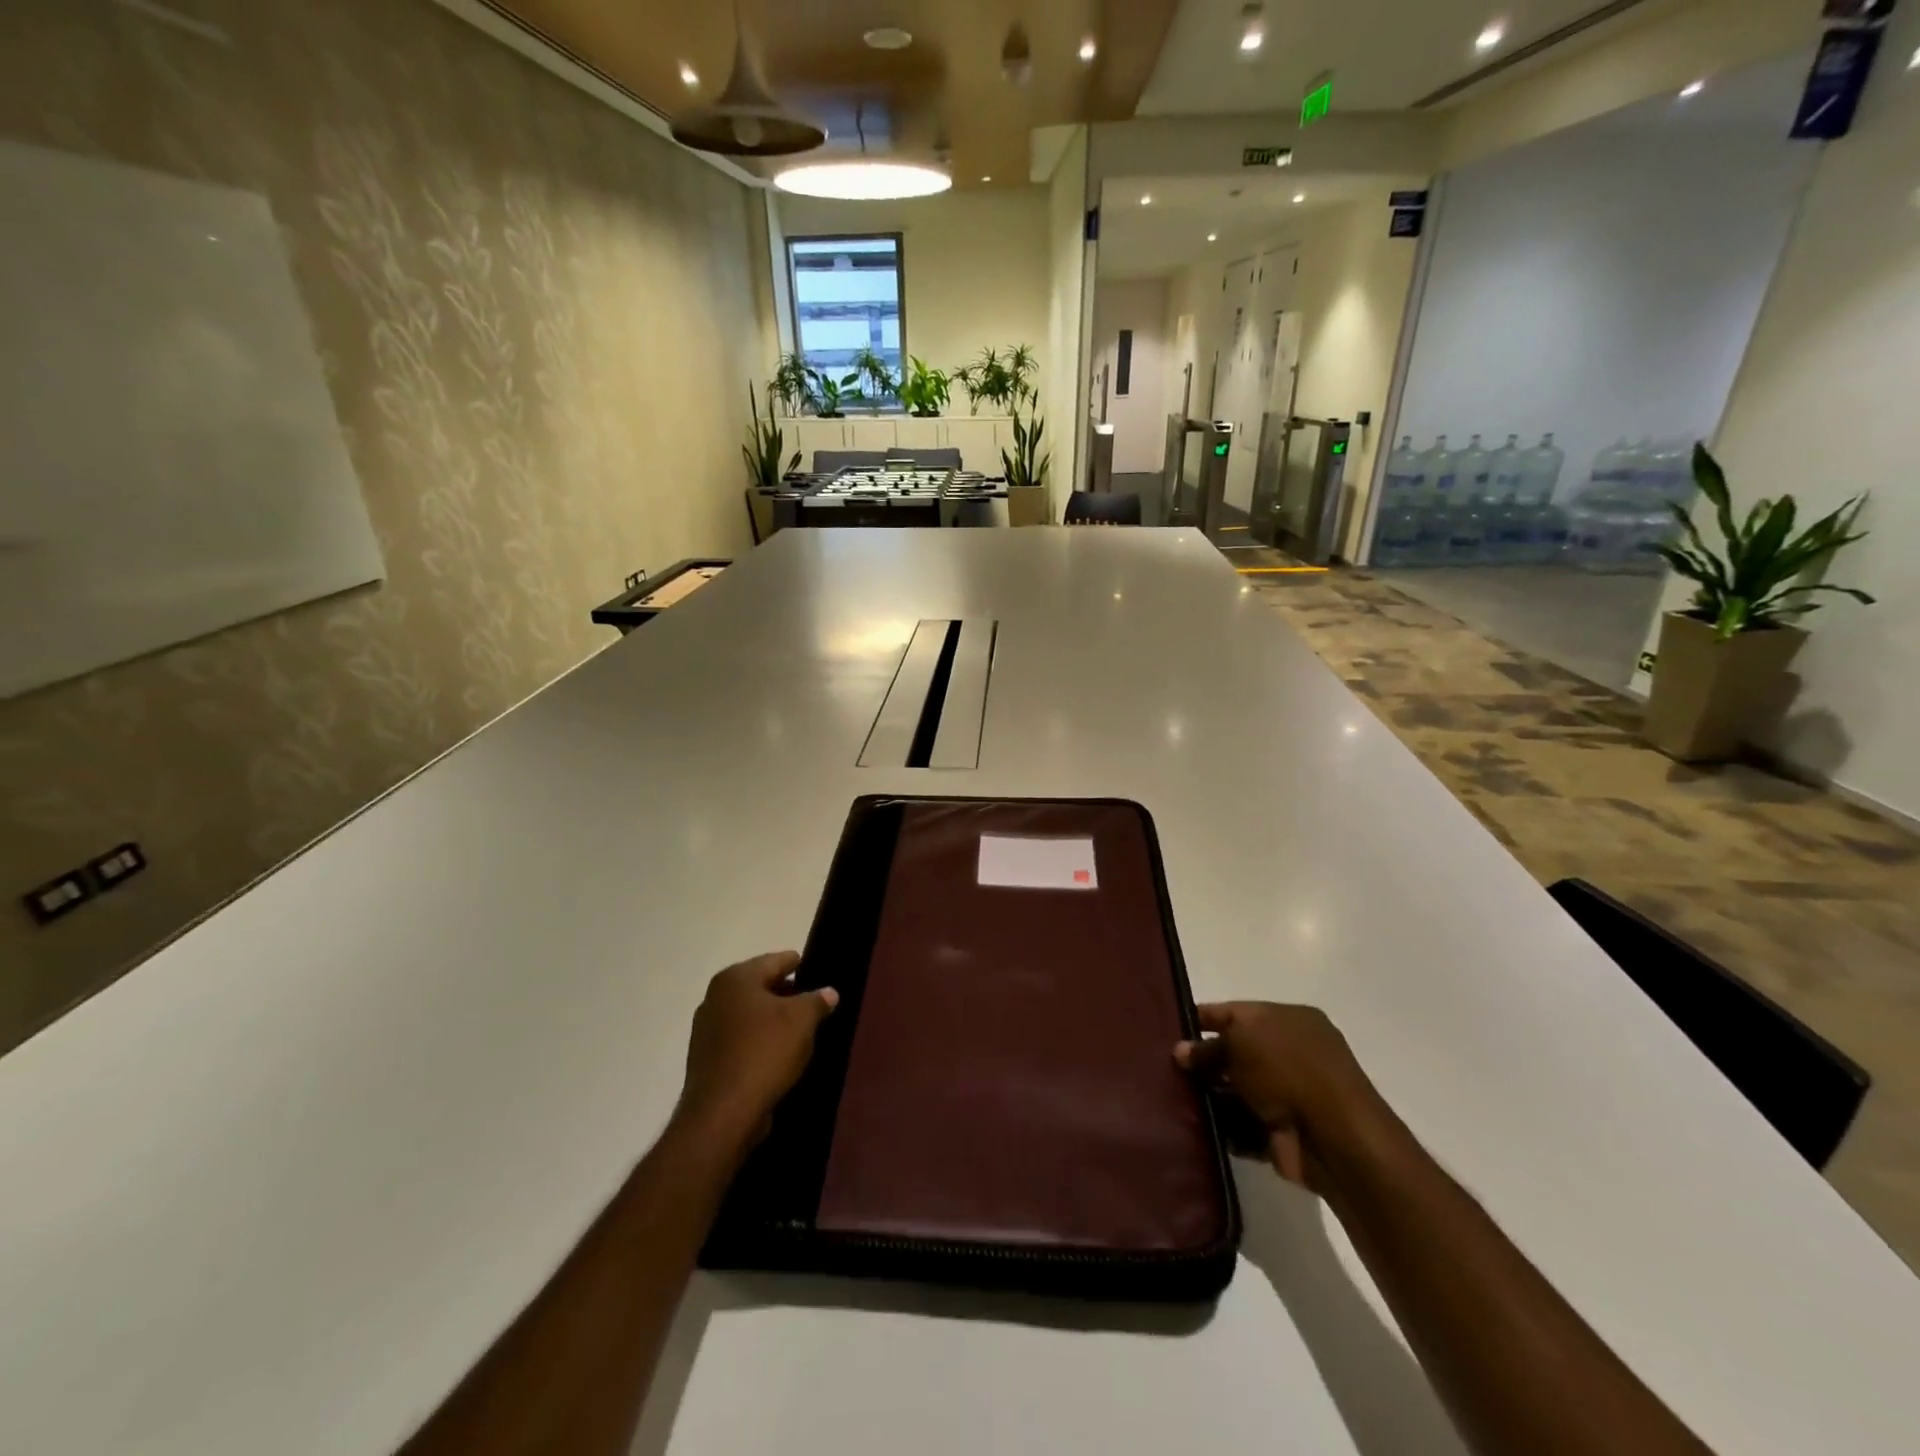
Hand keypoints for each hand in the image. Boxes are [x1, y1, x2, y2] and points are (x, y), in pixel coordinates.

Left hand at [675, 952, 837, 1155]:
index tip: (817, 969)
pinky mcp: (706, 1059)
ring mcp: (707, 1029)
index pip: (776, 960)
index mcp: (736, 979)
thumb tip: (828, 992)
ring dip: (772, 1020)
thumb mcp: (802, 1021)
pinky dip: (759, 1041)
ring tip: (801, 1030)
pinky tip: (778, 1054)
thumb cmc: (764, 1053)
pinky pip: (741, 1039)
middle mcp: (716, 997)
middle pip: (761, 986)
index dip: (799, 964)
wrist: (722, 1115)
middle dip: (787, 993)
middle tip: (814, 1003)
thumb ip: (817, 1000)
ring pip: (750, 1014)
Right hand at [1174, 1002, 1387, 1191]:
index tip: (1173, 1026)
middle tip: (1169, 1069)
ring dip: (1212, 1096)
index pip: (1237, 1012)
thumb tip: (1182, 1051)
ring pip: (1240, 1090)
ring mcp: (1292, 1095)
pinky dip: (1226, 1127)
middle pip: (1238, 1052)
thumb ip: (1208, 1046)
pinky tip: (1198, 1127)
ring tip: (1177, 1099)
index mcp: (1290, 1019)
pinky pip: (1246, 1125)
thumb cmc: (1288, 1070)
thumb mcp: (1240, 1041)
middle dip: (1206, 1061)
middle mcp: (1294, 1053)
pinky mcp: (1287, 1133)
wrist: (1336, 1137)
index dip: (1205, 1017)